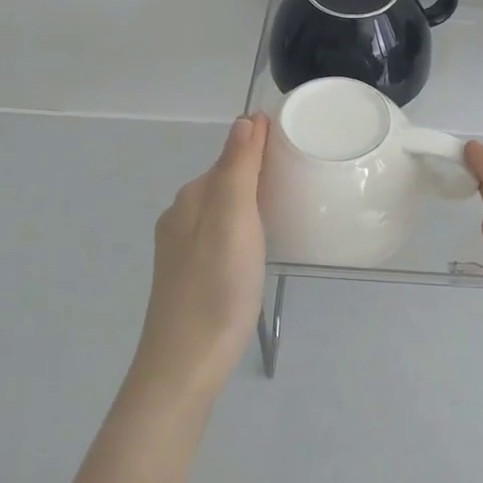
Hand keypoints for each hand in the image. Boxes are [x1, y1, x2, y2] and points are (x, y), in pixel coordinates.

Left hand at [130, 114, 269, 404]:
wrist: (185, 364)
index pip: (231, 155)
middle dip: (257, 171)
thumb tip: (245, 119)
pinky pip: (220, 235)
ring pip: (222, 210)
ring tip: (287, 209)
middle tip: (300, 175)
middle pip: (225, 180)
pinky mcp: (189, 275)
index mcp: (192, 197)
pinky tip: (258, 247)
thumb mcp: (233, 219)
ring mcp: (182, 249)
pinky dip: (242, 228)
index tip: (297, 144)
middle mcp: (181, 216)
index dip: (261, 146)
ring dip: (250, 201)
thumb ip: (238, 167)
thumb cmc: (217, 287)